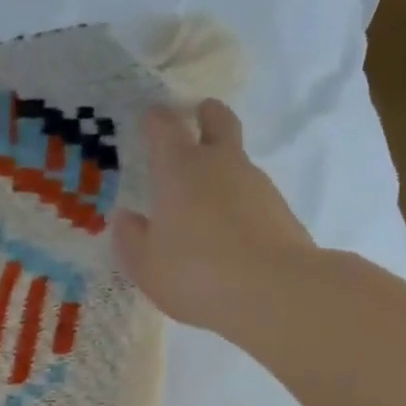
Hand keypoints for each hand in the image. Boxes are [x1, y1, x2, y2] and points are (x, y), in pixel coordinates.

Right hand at [114, 99, 314, 337]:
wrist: (274, 291)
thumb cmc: (195, 273)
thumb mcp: (146, 265)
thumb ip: (131, 238)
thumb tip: (127, 217)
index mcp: (179, 169)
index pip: (164, 126)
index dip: (155, 120)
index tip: (149, 121)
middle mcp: (220, 164)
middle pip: (217, 119)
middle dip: (205, 114)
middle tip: (197, 118)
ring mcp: (255, 183)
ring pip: (236, 160)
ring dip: (221, 168)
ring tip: (204, 202)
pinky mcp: (279, 209)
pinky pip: (251, 195)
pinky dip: (238, 203)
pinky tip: (228, 233)